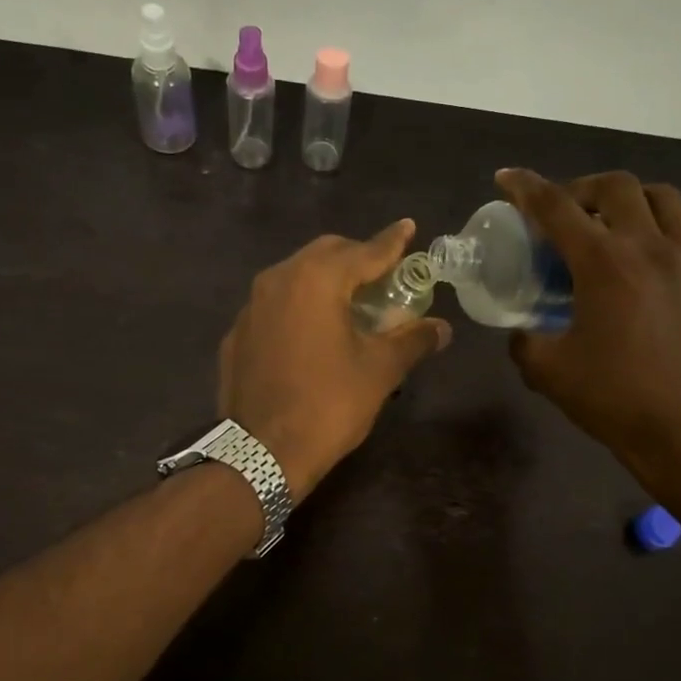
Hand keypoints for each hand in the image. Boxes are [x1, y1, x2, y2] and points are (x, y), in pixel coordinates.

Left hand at [218, 221, 451, 499]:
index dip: (392, 241)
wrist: (260, 452)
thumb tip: (443, 328)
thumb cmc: (328, 405)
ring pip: (296, 276)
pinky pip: (275, 305)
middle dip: (357, 259)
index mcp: (316, 280)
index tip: (409, 227)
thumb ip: (412, 340)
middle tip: (384, 277)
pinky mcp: (238, 334)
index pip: (365, 251)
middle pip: (326, 254)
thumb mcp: (379, 371)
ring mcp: (251, 306)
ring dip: (327, 281)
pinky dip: (300, 306)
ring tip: (351, 305)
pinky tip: (313, 334)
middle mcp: (278, 279)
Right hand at [495, 168, 680, 483]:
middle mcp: (648, 248)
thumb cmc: (613, 399)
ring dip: (636, 201)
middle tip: (568, 213)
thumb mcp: (548, 371)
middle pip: (618, 186)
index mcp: (602, 263)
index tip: (507, 177)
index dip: (525, 187)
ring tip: (620, 225)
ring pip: (668, 200)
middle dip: (584, 188)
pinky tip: (678, 251)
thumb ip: (525, 341)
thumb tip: (523, 331)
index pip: (555, 207)